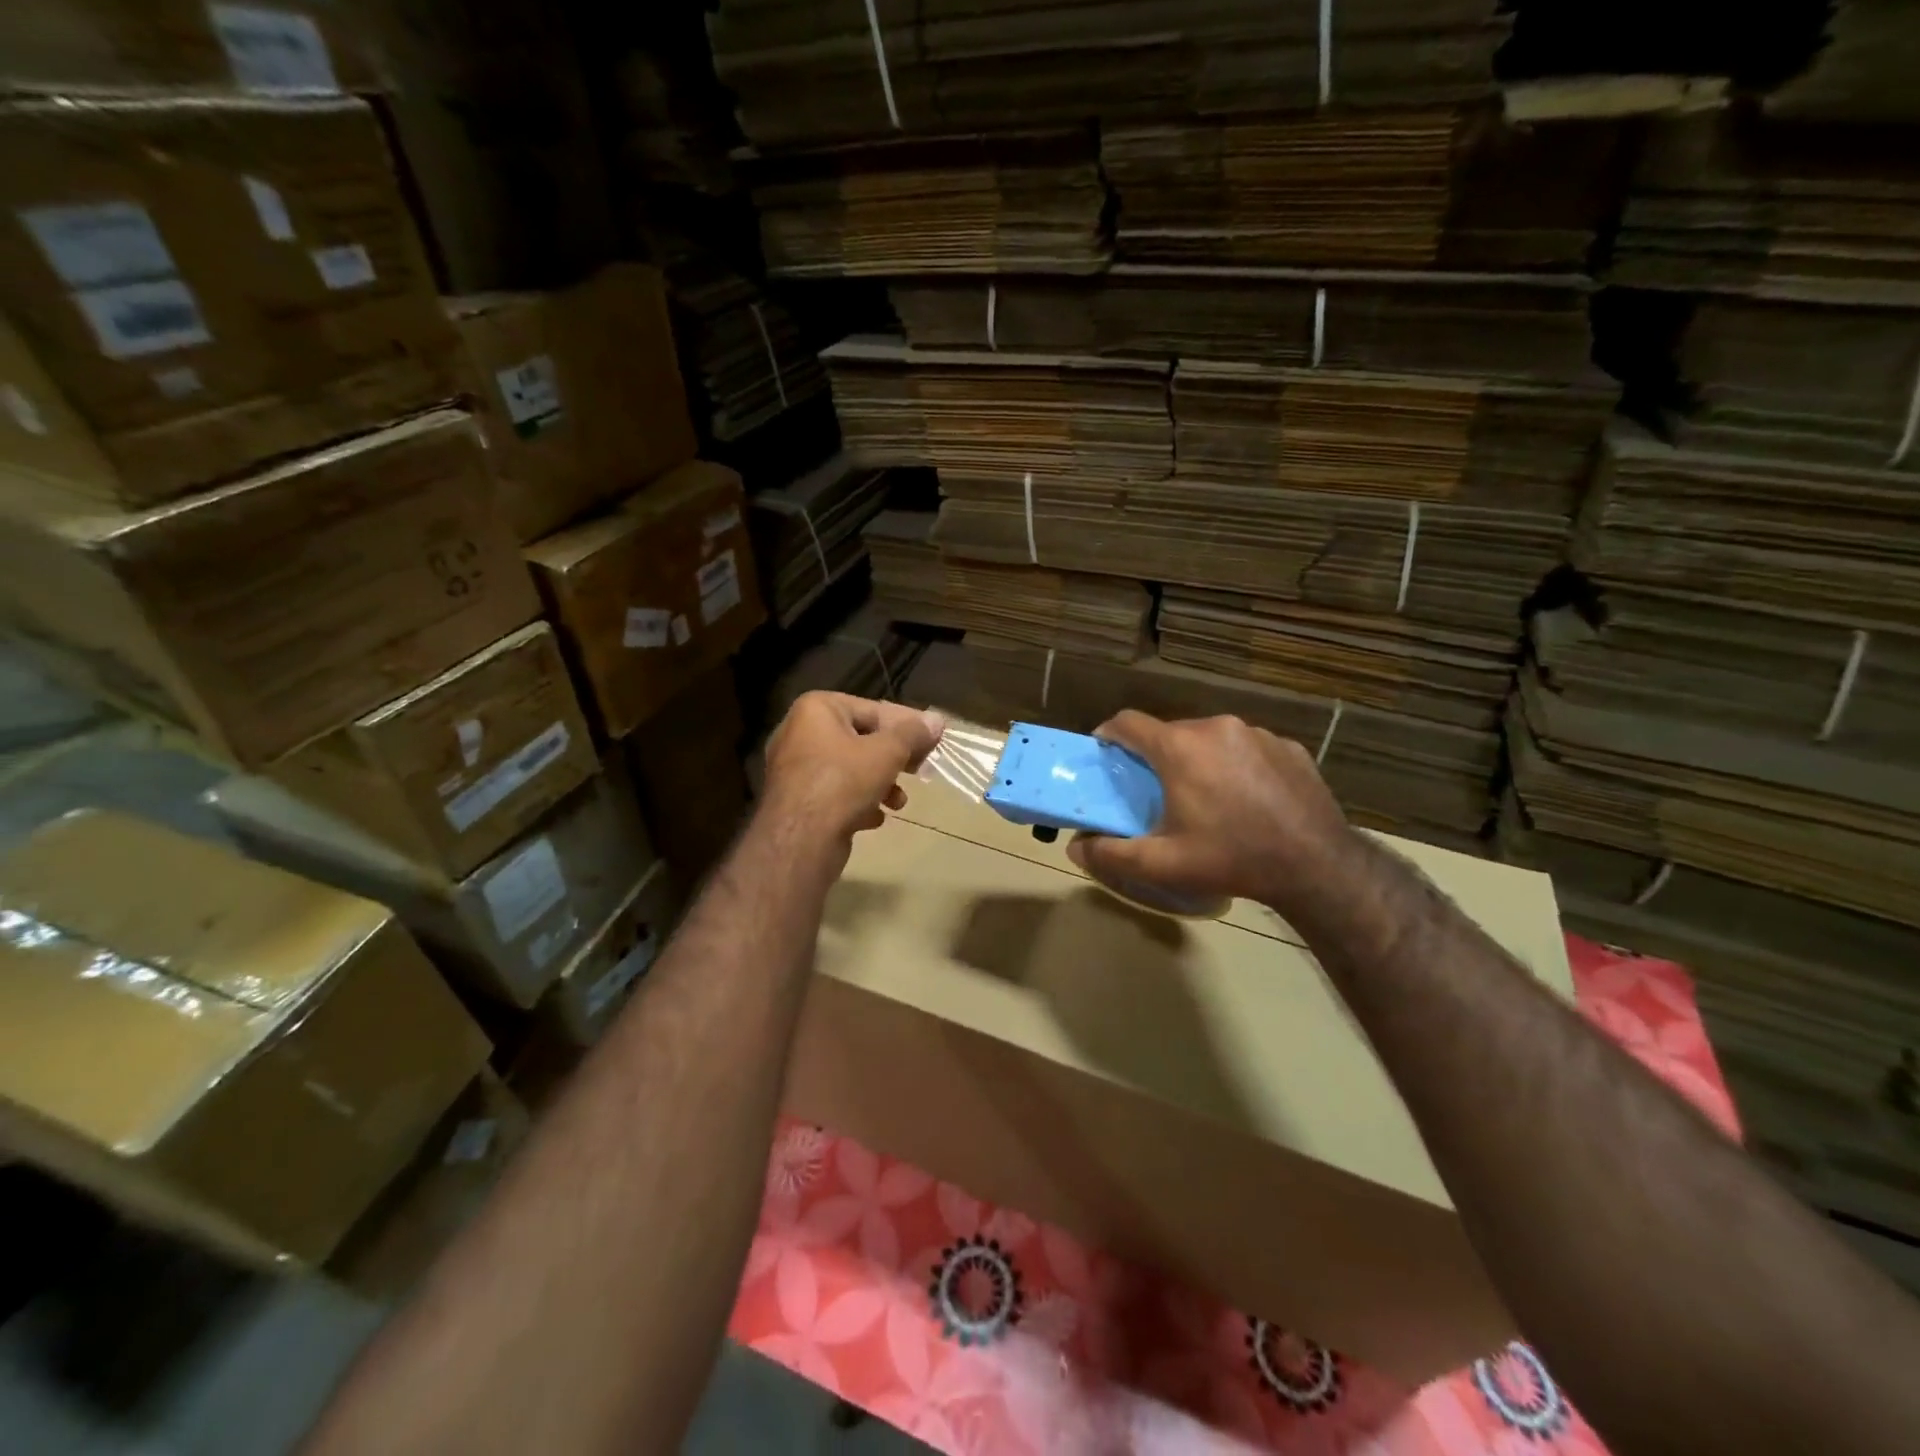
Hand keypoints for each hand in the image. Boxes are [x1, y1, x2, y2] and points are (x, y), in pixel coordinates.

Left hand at [761, 692, 944, 858]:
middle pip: (861, 739)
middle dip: (893, 759)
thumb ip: (913, 734)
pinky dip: (858, 802)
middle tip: (920, 771)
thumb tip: (937, 720)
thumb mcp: (887, 752)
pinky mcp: (796, 801)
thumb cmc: (843, 782)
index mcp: (816, 709)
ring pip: (850, 769)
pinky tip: (875, 817)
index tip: (933, 741)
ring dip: (880, 784)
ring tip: (898, 802)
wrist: (799, 840)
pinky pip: (835, 793)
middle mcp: (800, 733)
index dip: (907, 725)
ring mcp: (795, 769)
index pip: (873, 710)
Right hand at [1065, 711, 1358, 915]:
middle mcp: (1216, 727)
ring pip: (1210, 738)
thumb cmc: (1231, 859)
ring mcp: (1257, 733)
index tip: (1105, 755)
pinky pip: (1247, 747)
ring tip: (1206, 798)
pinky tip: (1247, 800)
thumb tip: (1075, 850)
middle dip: (1157, 755)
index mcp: (1180, 747)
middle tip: (1157, 791)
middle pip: (1170, 731)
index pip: (1128, 722)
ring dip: (1198, 759)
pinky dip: (1236, 765)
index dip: (1109, 736)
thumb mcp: (1163, 863)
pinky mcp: (1287, 746)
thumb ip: (1111, 854)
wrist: (1316, 865)